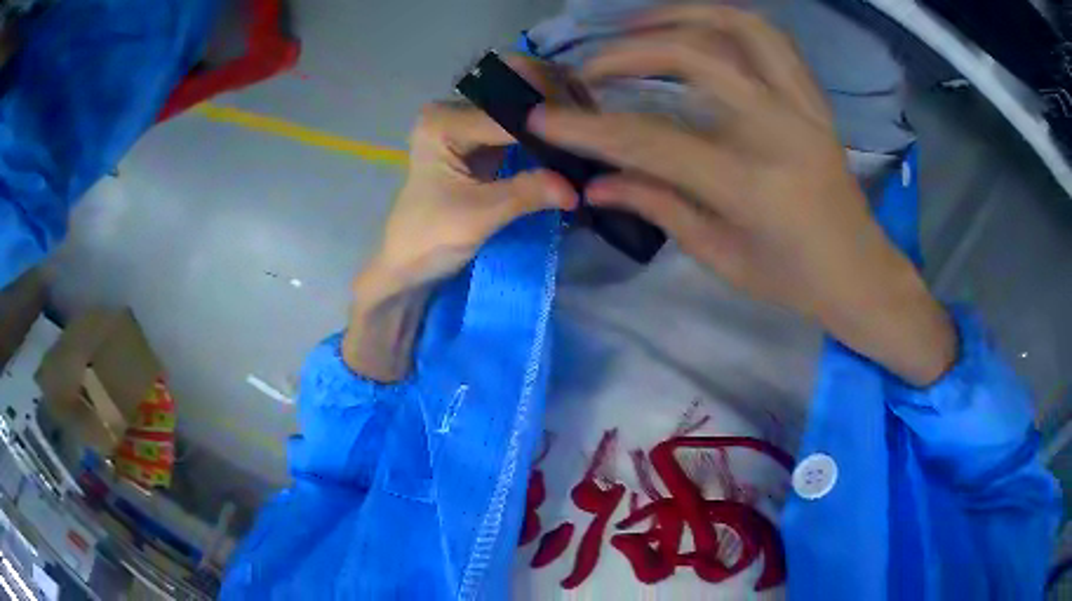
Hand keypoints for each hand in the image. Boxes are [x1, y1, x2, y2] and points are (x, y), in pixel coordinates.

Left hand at [367, 82, 577, 293]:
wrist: (407, 262)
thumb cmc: (429, 239)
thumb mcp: (479, 216)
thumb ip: (526, 193)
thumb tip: (577, 187)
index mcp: (442, 121)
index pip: (508, 111)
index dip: (549, 122)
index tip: (588, 138)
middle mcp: (453, 110)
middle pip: (513, 93)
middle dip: (554, 101)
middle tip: (590, 123)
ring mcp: (467, 122)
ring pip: (519, 103)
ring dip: (553, 111)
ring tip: (588, 126)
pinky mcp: (479, 138)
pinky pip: (518, 123)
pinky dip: (544, 127)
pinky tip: (571, 135)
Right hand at [528, 6, 955, 385]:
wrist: (860, 273)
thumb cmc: (793, 281)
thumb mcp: (721, 256)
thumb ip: (658, 206)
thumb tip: (594, 184)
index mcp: (752, 183)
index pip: (653, 141)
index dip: (590, 128)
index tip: (542, 118)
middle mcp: (779, 129)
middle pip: (694, 57)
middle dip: (626, 52)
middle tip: (588, 69)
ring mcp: (802, 106)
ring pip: (740, 27)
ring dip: (680, 14)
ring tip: (637, 25)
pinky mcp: (814, 100)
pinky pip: (772, 40)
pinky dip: (727, 21)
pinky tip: (697, 27)